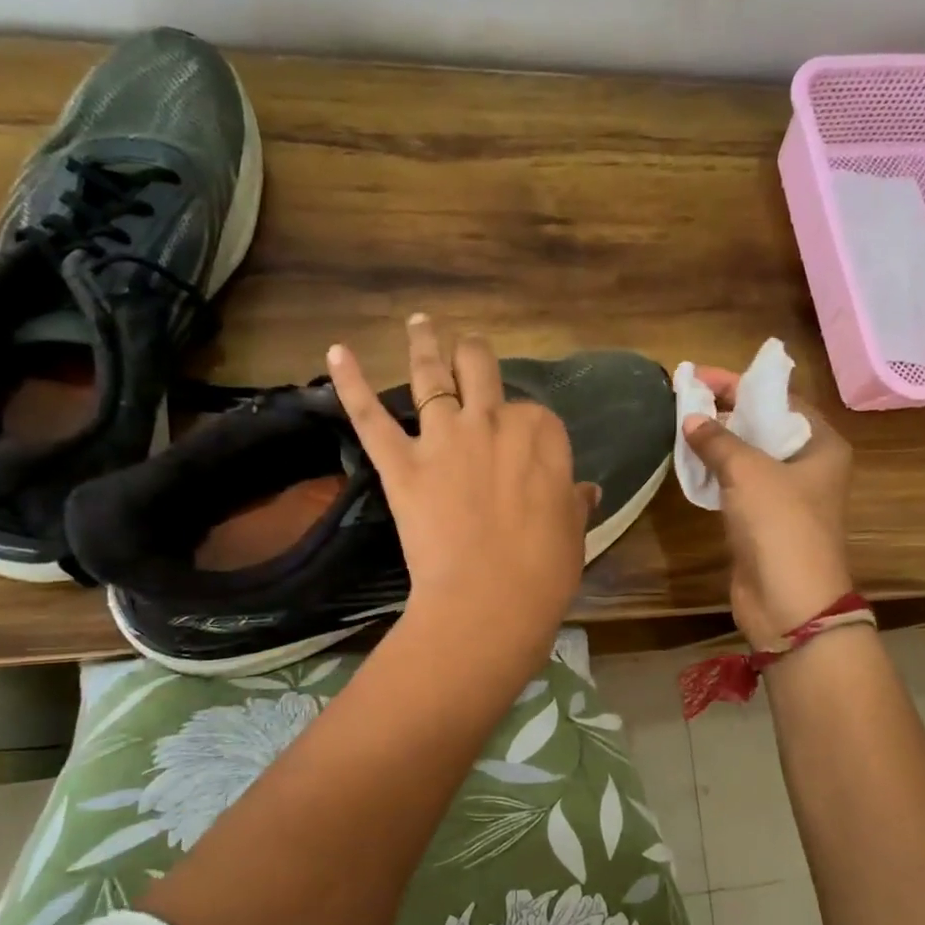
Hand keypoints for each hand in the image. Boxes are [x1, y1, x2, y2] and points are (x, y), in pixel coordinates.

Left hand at [328, 315, 597, 675]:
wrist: (489, 601)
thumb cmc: (543, 573)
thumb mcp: (573, 534)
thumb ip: (574, 504)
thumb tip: (586, 492)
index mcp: (541, 436)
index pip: (534, 414)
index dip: (526, 427)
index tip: (522, 449)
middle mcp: (492, 422)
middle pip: (481, 370)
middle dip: (474, 356)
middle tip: (467, 352)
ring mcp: (444, 438)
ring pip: (431, 376)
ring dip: (424, 344)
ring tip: (419, 323)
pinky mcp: (401, 464)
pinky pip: (371, 417)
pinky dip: (352, 383)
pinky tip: (338, 351)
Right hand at [682, 367, 855, 648]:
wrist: (789, 602)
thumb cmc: (780, 526)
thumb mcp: (749, 472)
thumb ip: (718, 440)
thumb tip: (691, 419)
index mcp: (821, 445)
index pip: (780, 399)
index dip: (740, 384)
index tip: (700, 375)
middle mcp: (808, 466)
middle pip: (764, 426)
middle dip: (726, 410)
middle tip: (686, 396)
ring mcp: (786, 496)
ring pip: (749, 457)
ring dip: (718, 442)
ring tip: (681, 423)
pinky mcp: (763, 522)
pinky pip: (738, 486)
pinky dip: (716, 472)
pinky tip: (690, 462)